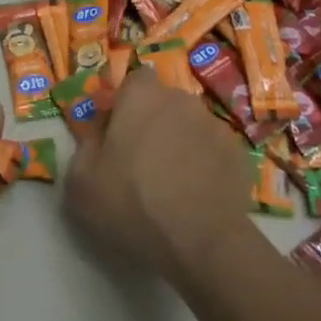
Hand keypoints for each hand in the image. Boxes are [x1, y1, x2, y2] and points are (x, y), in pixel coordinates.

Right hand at [64, 67, 250, 282]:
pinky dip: (205, 165)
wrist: (199, 241)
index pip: (135, 79)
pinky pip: (213, 152)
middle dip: (152, 122)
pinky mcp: (239, 155)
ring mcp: (216, 126)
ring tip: (172, 181)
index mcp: (142, 97)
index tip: (116, 130)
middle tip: (140, 159)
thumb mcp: (81, 181)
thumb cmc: (131, 203)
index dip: (124, 101)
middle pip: (164, 102)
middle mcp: (182, 100)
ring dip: (180, 142)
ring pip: (190, 126)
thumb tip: (95, 132)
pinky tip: (197, 194)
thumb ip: (85, 145)